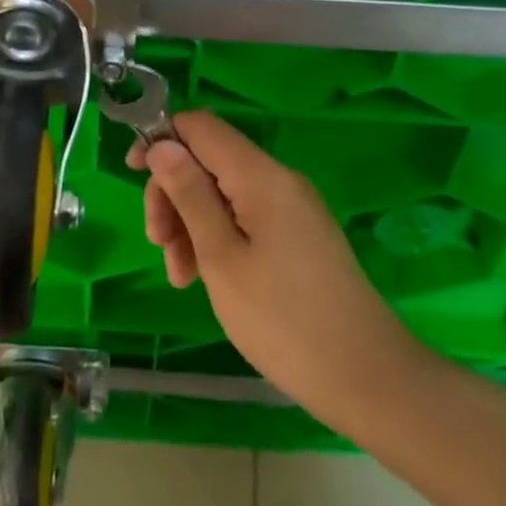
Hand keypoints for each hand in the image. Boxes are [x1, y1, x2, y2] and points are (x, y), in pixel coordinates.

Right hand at [134, 113, 422, 437]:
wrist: (370, 380)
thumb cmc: (284, 321)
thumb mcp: (222, 258)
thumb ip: (190, 195)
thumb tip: (163, 145)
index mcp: (261, 175)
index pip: (200, 126)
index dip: (162, 139)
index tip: (135, 175)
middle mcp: (278, 179)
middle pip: (209, 160)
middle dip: (174, 193)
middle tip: (158, 243)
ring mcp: (292, 208)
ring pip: (224, 192)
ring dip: (192, 222)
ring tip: (181, 276)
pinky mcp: (299, 235)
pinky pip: (246, 217)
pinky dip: (218, 238)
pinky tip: (206, 278)